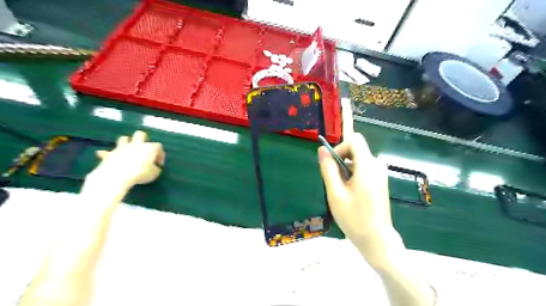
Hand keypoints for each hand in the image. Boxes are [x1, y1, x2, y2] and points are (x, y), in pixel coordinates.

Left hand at [89, 129, 163, 186]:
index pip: (158, 146)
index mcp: (150, 147)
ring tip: (128, 151)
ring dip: (126, 143)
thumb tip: (155, 167)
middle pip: (140, 134)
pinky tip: (105, 156)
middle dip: (143, 139)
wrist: (117, 175)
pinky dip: (108, 153)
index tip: (158, 164)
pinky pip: (108, 151)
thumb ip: (155, 168)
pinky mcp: (110, 154)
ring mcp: (122, 148)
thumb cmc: (141, 173)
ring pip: (124, 139)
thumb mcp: (154, 173)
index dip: (160, 154)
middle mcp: (136, 144)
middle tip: (144, 148)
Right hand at [316, 134, 396, 253]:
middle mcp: (377, 165)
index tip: (331, 164)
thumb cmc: (354, 218)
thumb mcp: (335, 193)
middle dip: (341, 160)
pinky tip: (350, 194)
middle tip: (334, 182)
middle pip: (355, 150)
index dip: (340, 147)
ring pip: (357, 160)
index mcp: (367, 166)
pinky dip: (352, 175)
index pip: (355, 140)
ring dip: (345, 170)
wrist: (377, 239)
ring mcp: (380, 173)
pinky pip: (363, 168)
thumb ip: (328, 169)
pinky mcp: (380, 180)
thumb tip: (322, 150)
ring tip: (341, 192)